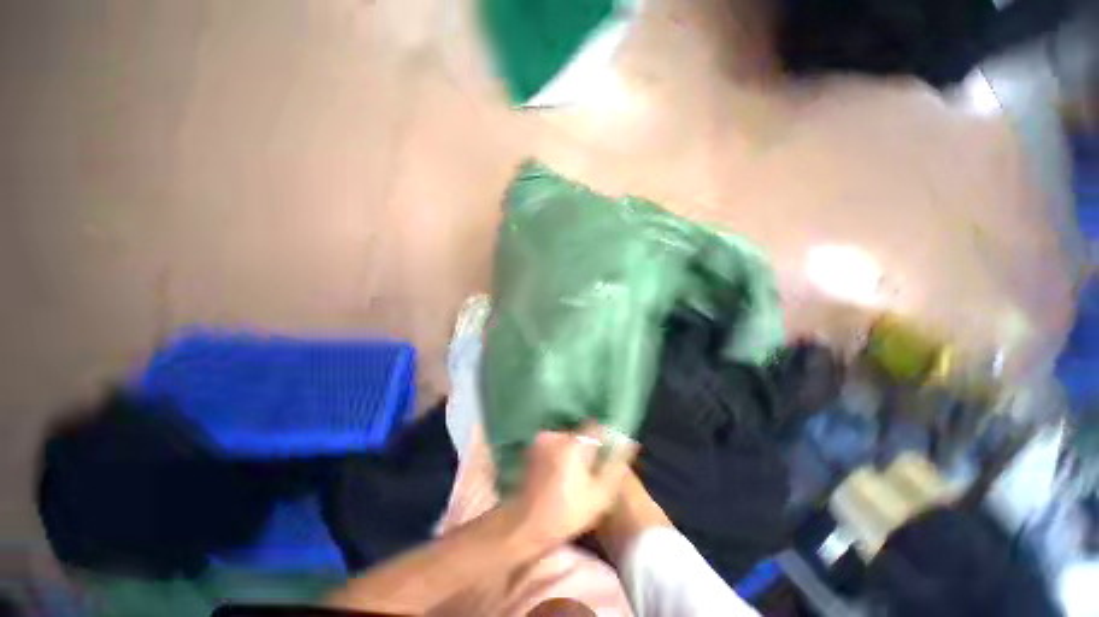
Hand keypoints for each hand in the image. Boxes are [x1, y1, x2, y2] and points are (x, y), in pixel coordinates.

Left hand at [513, 424, 636, 546]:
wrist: (525, 525)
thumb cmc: (567, 513)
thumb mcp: (600, 495)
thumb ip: (616, 466)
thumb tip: (629, 443)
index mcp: (573, 442)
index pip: (596, 426)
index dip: (606, 437)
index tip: (610, 451)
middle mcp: (556, 434)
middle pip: (581, 433)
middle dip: (590, 446)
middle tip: (594, 468)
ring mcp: (541, 440)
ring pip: (567, 439)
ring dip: (574, 450)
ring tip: (576, 473)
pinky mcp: (532, 449)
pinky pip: (554, 444)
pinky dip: (561, 453)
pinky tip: (561, 473)